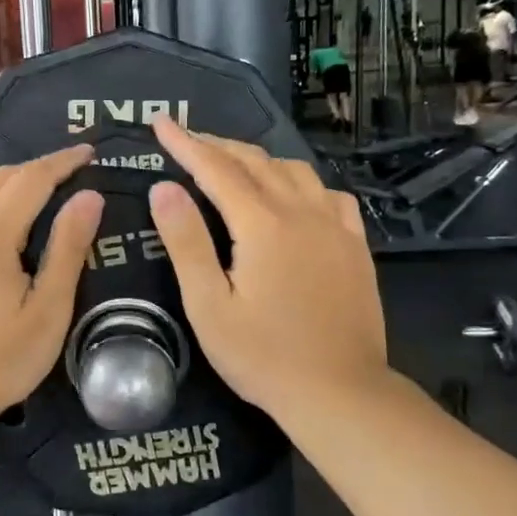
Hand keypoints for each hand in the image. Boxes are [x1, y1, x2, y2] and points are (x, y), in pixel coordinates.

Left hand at [0, 144, 104, 427]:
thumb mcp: (48, 310)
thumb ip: (68, 248)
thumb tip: (89, 197)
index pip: (32, 177)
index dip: (63, 161)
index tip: (89, 152)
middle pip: (1, 178)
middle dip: (38, 169)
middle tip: (71, 172)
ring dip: (10, 186)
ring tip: (41, 195)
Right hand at [147, 118, 387, 417]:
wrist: (340, 393)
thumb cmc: (263, 356)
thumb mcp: (209, 304)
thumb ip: (186, 242)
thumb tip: (163, 189)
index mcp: (263, 225)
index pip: (216, 168)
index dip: (185, 143)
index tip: (161, 122)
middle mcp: (302, 213)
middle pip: (256, 162)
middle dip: (217, 145)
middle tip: (186, 139)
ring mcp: (335, 228)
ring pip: (294, 171)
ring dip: (258, 159)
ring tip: (232, 163)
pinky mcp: (355, 246)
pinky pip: (328, 194)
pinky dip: (301, 182)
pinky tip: (294, 194)